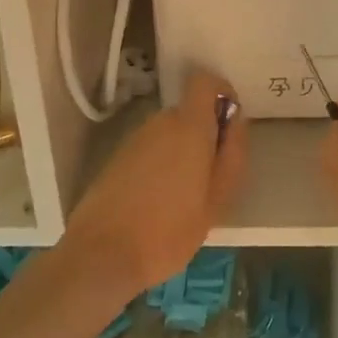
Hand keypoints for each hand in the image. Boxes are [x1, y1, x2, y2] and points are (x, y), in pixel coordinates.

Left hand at [61, 70, 247, 297]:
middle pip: (189, 112)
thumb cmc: (168, 230)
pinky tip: (156, 204)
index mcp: (189, 126)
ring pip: (168, 133)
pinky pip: (149, 150)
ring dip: (180, 153)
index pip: (205, 81)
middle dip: (203, 135)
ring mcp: (134, 139)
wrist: (100, 256)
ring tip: (183, 197)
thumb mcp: (216, 200)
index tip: (229, 124)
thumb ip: (232, 155)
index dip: (221, 93)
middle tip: (210, 177)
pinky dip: (159, 166)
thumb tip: (237, 122)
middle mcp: (160, 122)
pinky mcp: (116, 159)